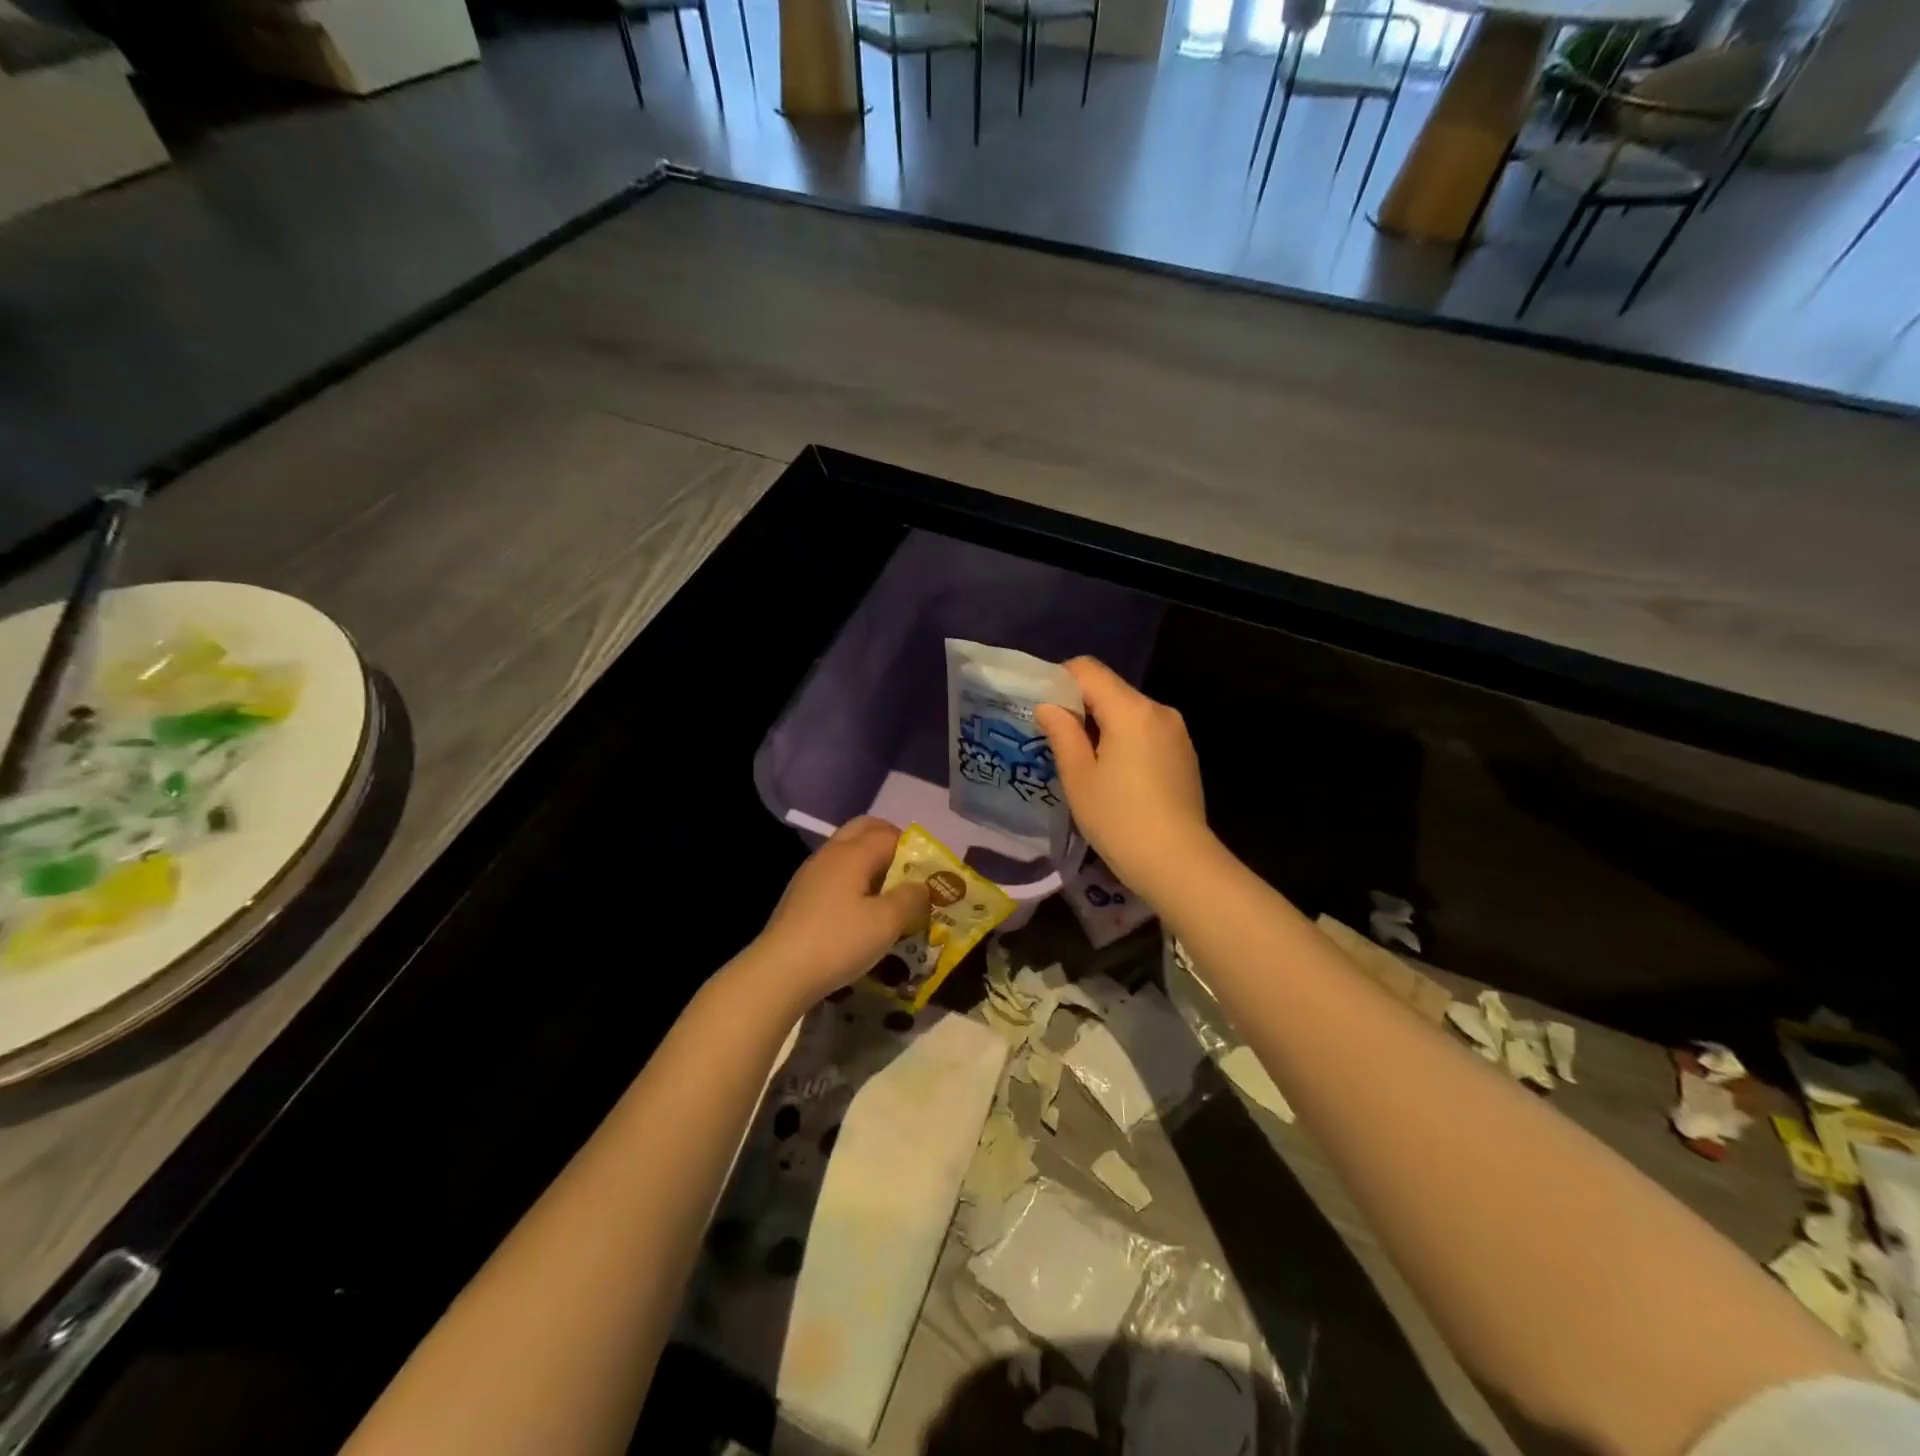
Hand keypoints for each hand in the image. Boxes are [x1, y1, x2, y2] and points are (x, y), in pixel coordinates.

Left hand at [745, 817, 928, 1007]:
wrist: (779, 972)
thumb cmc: (838, 941)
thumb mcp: (886, 923)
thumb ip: (911, 898)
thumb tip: (920, 886)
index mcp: (853, 853)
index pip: (890, 834)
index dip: (913, 848)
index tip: (927, 872)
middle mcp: (831, 853)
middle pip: (864, 829)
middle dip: (889, 842)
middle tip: (908, 871)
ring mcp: (811, 873)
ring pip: (846, 851)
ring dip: (870, 861)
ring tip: (887, 892)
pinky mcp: (800, 894)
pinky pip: (834, 873)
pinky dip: (852, 879)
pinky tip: (859, 910)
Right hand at [1036, 658, 1209, 896]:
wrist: (1178, 863)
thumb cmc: (1119, 819)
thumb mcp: (1078, 777)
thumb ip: (1062, 732)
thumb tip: (1048, 706)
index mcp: (1131, 710)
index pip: (1088, 670)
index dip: (1059, 680)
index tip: (1042, 708)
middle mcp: (1158, 710)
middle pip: (1110, 689)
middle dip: (1080, 705)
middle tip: (1055, 739)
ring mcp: (1176, 732)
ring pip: (1129, 711)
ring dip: (1103, 725)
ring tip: (1084, 762)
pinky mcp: (1184, 753)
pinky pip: (1146, 731)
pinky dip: (1125, 739)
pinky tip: (1115, 776)